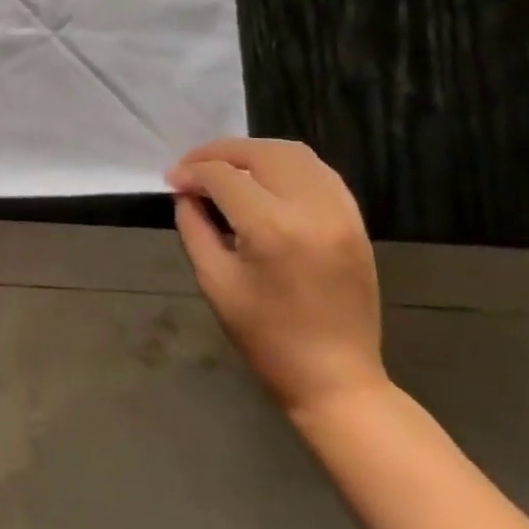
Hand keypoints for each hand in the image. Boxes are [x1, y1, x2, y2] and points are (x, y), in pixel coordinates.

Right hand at [167, 138, 385, 416]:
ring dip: (253, 153)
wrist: (334, 376)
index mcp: (271, 228)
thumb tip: (186, 193)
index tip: (172, 182)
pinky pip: (320, 173)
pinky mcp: (356, 222)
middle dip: (219, 152)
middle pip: (260, 153)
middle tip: (193, 168)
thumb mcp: (212, 279)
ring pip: (294, 154)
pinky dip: (286, 165)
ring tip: (226, 168)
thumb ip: (194, 226)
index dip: (190, 172)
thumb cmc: (264, 334)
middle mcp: (312, 210)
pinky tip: (264, 180)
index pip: (222, 176)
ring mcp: (341, 214)